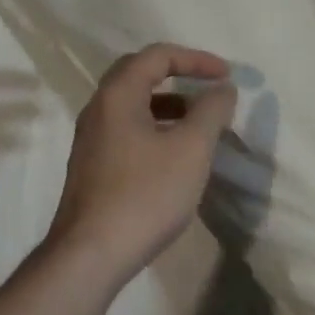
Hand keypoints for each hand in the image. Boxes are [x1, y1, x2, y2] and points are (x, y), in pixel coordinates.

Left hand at [45, 45, 237, 288]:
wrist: (88, 259)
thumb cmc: (144, 195)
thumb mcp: (191, 149)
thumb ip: (211, 111)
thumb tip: (222, 88)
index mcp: (118, 95)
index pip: (157, 55)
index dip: (196, 59)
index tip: (226, 75)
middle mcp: (98, 109)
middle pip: (140, 73)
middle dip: (178, 74)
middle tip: (207, 86)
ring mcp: (91, 140)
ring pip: (133, 105)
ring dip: (169, 105)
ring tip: (199, 124)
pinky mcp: (92, 168)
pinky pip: (127, 130)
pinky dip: (155, 128)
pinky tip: (175, 156)